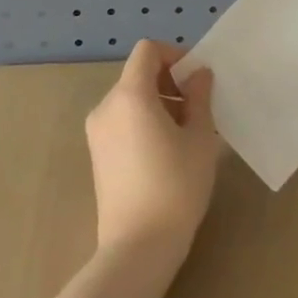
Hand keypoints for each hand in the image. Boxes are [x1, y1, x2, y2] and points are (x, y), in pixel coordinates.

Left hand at [85, 39, 219, 262]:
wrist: (138, 246)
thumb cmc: (176, 186)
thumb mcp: (200, 138)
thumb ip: (200, 98)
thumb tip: (199, 75)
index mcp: (130, 95)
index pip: (147, 51)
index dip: (174, 54)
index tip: (197, 79)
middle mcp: (106, 106)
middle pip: (138, 74)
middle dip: (170, 82)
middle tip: (197, 110)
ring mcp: (97, 131)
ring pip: (130, 98)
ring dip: (158, 102)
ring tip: (185, 134)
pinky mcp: (97, 154)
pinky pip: (122, 120)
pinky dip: (143, 121)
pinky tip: (165, 152)